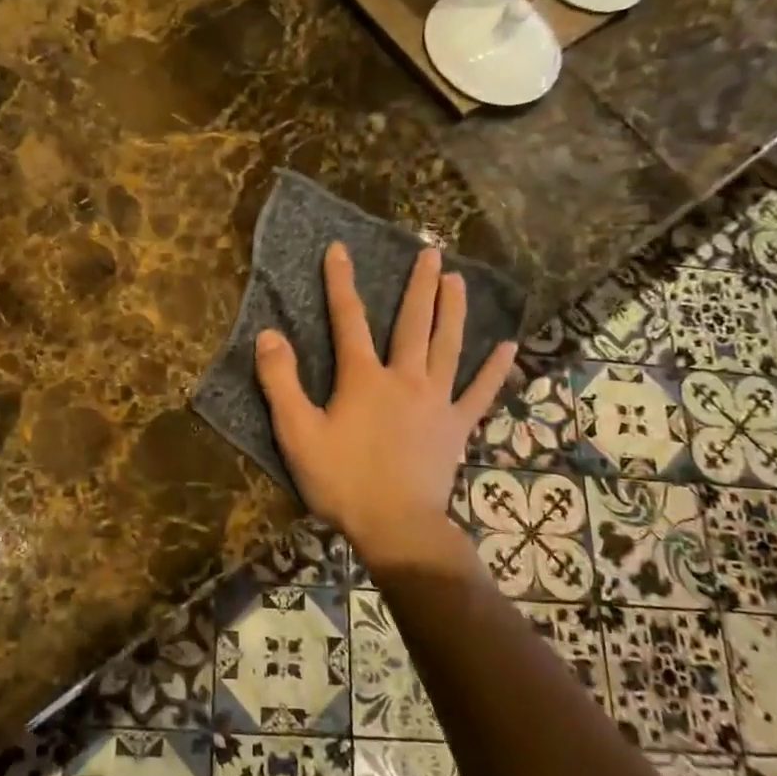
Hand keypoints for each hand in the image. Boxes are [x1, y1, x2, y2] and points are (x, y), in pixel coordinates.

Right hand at [253, 242, 517, 575]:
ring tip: (458, 280)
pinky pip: (480, 392)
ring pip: (448, 346)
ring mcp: (437, 401)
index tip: (340, 249)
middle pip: (412, 323)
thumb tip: (269, 334)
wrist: (396, 526)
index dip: (341, 283)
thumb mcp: (297, 432)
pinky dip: (494, 370)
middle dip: (419, 285)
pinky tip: (507, 347)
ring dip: (453, 310)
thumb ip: (281, 382)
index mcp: (363, 378)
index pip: (349, 319)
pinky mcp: (457, 427)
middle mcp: (405, 378)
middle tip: (431, 251)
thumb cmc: (342, 480)